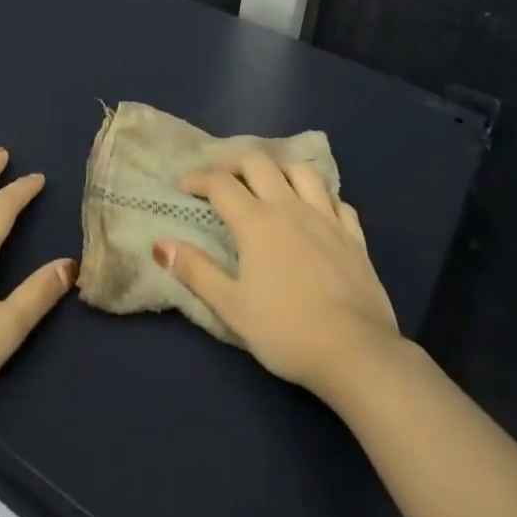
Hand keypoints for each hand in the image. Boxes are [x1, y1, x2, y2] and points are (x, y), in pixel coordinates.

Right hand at [153, 153, 400, 398]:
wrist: (356, 353)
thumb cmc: (286, 331)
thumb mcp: (231, 307)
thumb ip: (196, 271)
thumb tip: (160, 244)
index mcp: (256, 222)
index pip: (220, 184)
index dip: (198, 179)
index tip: (184, 187)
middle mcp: (290, 208)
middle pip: (259, 164)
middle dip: (234, 163)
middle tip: (222, 179)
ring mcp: (327, 218)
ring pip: (302, 172)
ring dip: (280, 169)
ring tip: (269, 183)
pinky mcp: (354, 236)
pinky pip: (337, 201)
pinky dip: (320, 196)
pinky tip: (315, 209)